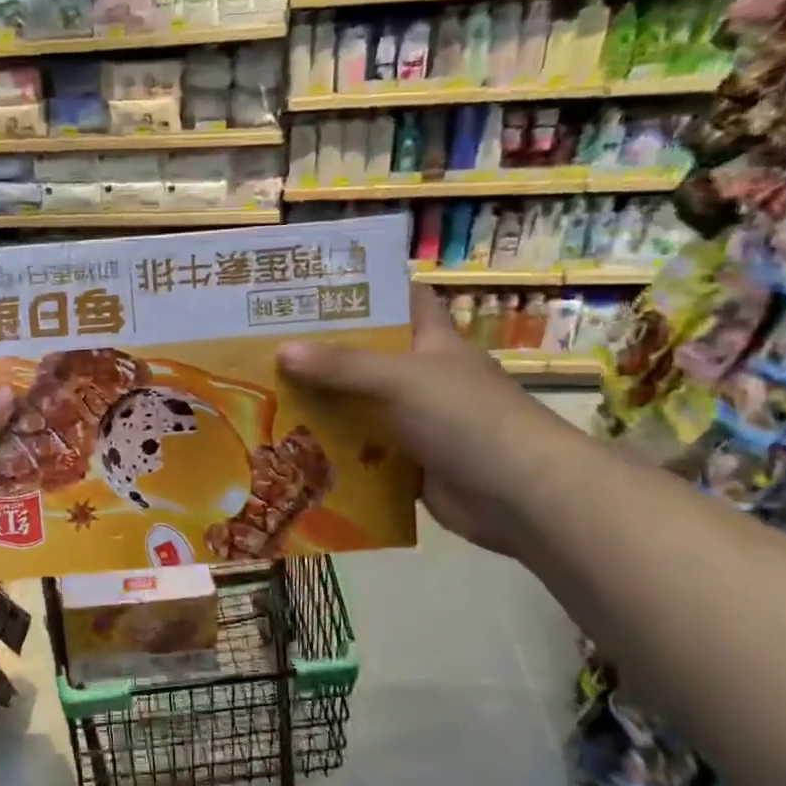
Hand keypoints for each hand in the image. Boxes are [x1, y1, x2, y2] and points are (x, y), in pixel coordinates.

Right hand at [277, 286, 569, 555]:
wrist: (520, 496)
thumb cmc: (466, 417)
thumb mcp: (401, 379)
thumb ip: (342, 365)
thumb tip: (282, 350)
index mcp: (432, 342)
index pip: (399, 301)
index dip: (362, 291)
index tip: (311, 290)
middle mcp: (423, 378)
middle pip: (367, 358)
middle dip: (322, 355)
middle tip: (266, 349)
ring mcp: (418, 423)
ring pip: (361, 408)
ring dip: (323, 408)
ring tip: (265, 399)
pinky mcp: (410, 465)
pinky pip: (364, 454)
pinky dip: (335, 454)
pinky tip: (294, 452)